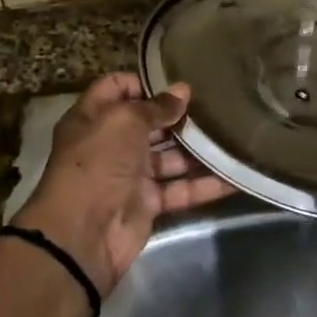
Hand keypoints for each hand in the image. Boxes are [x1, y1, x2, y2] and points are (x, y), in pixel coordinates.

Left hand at [9, 73, 232, 295]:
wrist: (82, 234)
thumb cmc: (97, 163)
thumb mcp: (124, 122)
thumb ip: (156, 106)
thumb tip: (183, 90)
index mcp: (94, 117)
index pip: (117, 87)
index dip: (145, 83)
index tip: (179, 83)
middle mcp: (111, 144)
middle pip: (149, 123)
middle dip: (180, 116)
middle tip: (218, 107)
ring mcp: (130, 175)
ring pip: (170, 157)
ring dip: (198, 150)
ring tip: (234, 136)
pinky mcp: (148, 203)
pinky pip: (180, 189)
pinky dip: (205, 185)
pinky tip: (234, 176)